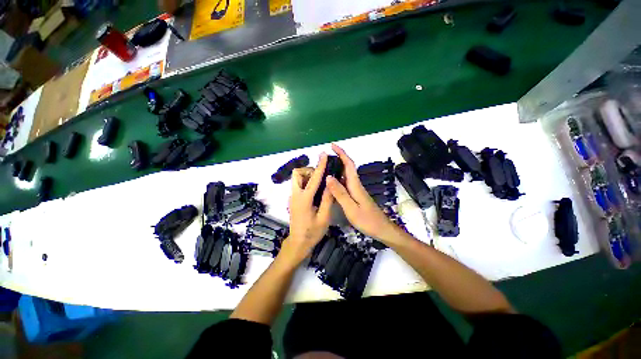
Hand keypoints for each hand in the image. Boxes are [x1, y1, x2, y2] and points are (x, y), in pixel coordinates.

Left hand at [280, 153, 333, 265]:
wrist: (298, 243)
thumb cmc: (312, 232)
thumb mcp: (324, 217)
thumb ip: (327, 199)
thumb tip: (331, 182)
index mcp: (304, 199)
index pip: (314, 178)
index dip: (320, 165)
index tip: (323, 155)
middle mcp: (295, 195)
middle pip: (297, 173)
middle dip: (309, 170)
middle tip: (320, 178)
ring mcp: (292, 197)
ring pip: (297, 178)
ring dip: (307, 176)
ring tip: (319, 185)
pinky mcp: (293, 200)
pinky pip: (298, 185)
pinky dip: (306, 182)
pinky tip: (315, 191)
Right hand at [326, 144, 398, 242]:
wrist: (382, 229)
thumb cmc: (367, 220)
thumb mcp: (351, 208)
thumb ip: (340, 193)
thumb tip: (328, 176)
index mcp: (355, 185)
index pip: (349, 164)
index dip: (341, 153)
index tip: (332, 146)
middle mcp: (356, 185)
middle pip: (348, 167)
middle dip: (338, 158)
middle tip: (325, 157)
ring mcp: (357, 190)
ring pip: (346, 175)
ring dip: (337, 168)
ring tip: (325, 167)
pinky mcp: (356, 196)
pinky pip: (346, 183)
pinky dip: (338, 179)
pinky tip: (332, 183)